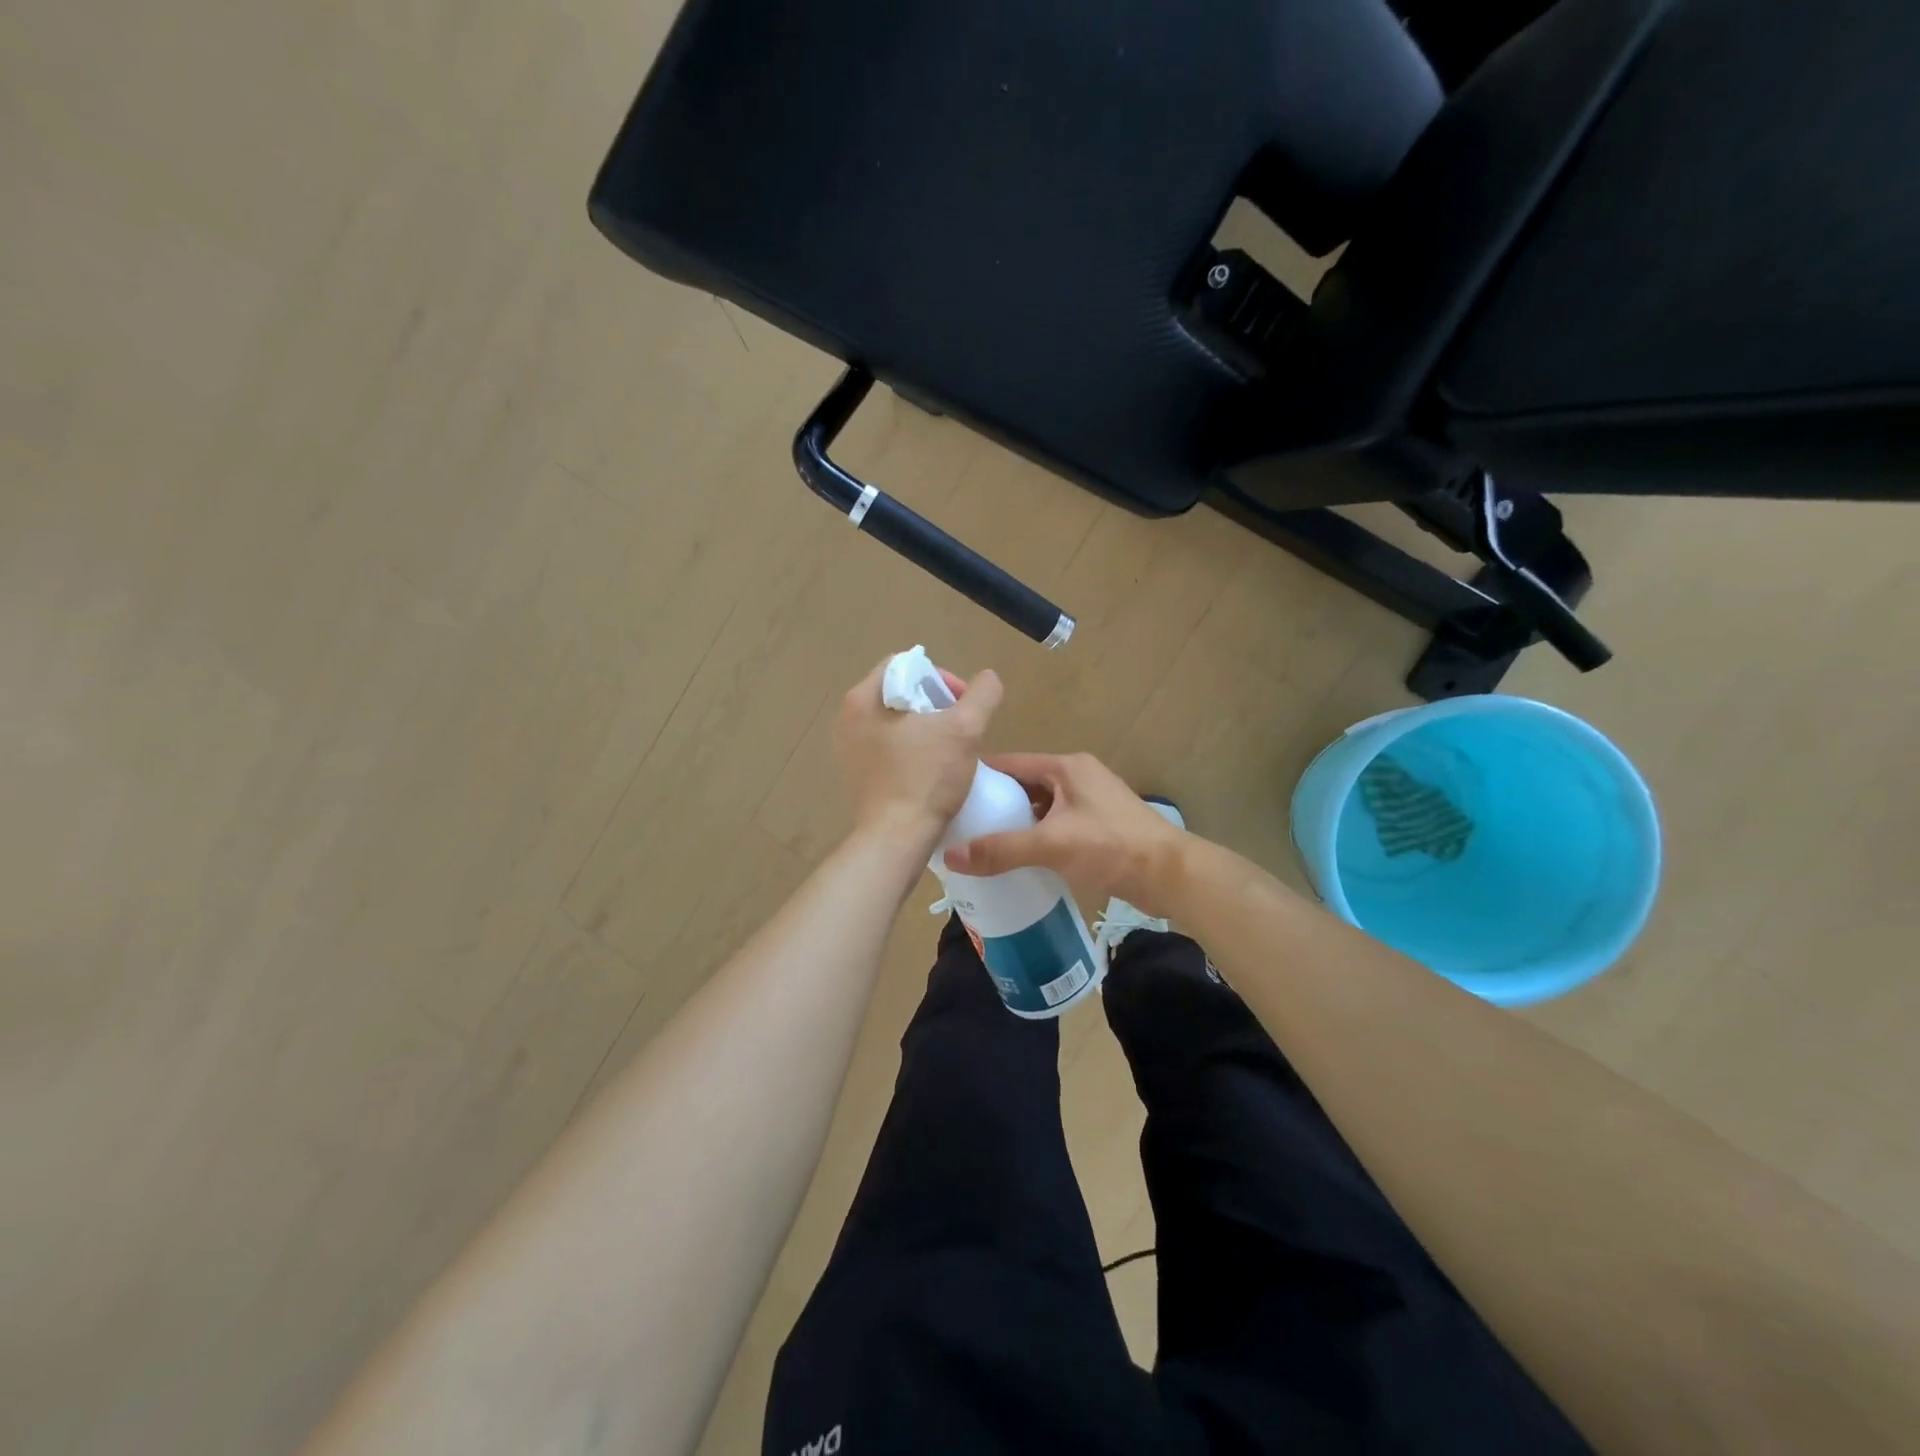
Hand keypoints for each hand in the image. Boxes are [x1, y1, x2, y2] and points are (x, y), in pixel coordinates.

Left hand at [833, 657, 1002, 848]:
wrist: (897, 838)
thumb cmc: (927, 778)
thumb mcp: (965, 729)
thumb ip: (981, 694)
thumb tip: (988, 678)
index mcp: (863, 699)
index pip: (904, 665)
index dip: (940, 676)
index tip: (962, 703)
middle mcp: (848, 719)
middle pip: (899, 693)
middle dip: (935, 704)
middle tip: (960, 726)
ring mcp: (849, 749)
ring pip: (895, 722)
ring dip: (926, 728)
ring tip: (951, 748)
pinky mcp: (857, 775)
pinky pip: (888, 748)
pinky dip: (912, 750)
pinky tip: (933, 769)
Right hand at [943, 753, 1188, 915]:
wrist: (1171, 875)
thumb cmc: (1111, 847)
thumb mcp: (1051, 844)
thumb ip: (1001, 849)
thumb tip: (951, 856)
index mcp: (1066, 767)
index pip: (1012, 762)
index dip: (980, 775)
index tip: (948, 792)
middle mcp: (1077, 778)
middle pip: (1024, 786)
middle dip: (995, 803)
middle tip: (959, 823)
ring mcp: (1089, 803)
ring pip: (1040, 808)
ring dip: (1015, 823)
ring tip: (979, 842)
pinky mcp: (1098, 828)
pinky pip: (1055, 827)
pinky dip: (1035, 838)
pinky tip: (1015, 858)